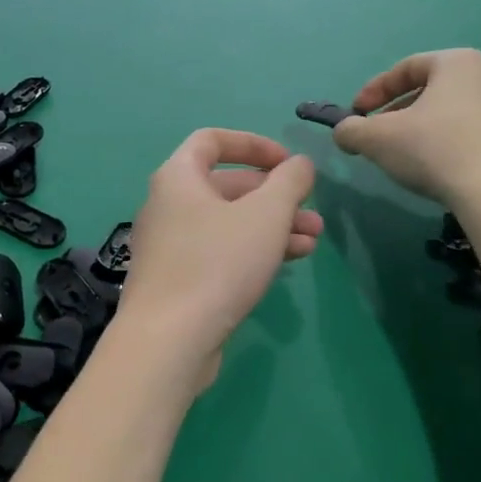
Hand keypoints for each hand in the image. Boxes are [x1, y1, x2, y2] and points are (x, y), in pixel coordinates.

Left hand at [118, 130, 322, 380]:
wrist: (169, 340)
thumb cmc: (217, 264)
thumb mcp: (266, 215)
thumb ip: (289, 182)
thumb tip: (299, 164)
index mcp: (178, 178)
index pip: (212, 141)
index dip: (253, 144)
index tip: (287, 162)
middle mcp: (168, 205)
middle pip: (226, 186)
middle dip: (274, 196)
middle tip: (312, 213)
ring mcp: (170, 245)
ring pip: (228, 223)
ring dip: (272, 226)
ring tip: (313, 241)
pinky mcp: (178, 280)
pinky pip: (220, 251)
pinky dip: (252, 249)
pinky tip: (288, 263)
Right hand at [332, 50, 480, 207]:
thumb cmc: (435, 151)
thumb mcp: (376, 139)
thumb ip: (352, 130)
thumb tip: (344, 132)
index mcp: (459, 64)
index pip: (408, 67)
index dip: (375, 90)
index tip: (357, 114)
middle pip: (438, 91)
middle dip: (405, 112)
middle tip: (384, 138)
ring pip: (466, 116)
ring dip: (437, 131)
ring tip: (418, 160)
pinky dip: (467, 152)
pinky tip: (454, 176)